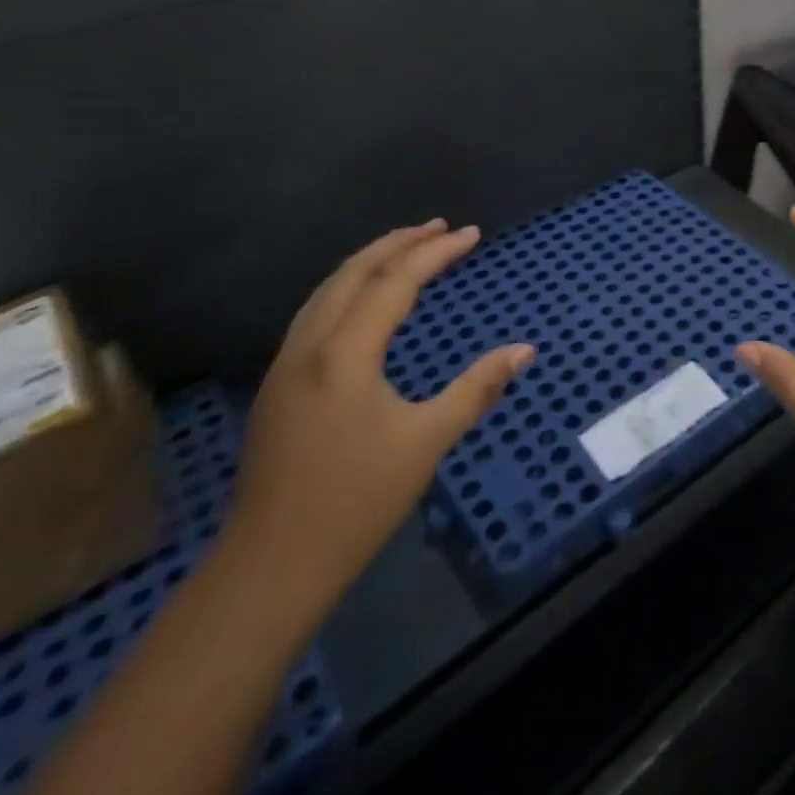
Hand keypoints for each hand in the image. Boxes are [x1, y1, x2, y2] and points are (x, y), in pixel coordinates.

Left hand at [227, 219, 535, 615]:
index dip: (436, 252)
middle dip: (398, 243)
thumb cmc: (356, 501)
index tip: (472, 233)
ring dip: (369, 262)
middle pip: (353, 274)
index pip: (395, 282)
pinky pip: (316, 313)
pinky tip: (366, 300)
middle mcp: (309, 348)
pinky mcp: (278, 387)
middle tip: (440, 226)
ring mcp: (285, 367)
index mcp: (344, 354)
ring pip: (327, 291)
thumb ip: (478, 388)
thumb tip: (525, 350)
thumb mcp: (428, 441)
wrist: (270, 568)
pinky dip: (349, 288)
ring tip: (407, 248)